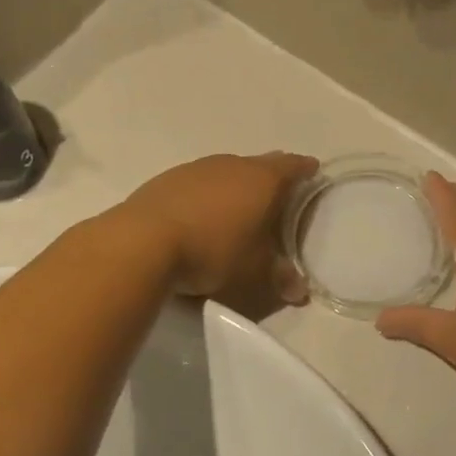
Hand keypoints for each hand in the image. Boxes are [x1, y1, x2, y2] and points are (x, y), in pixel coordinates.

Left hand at [120, 153, 319, 312]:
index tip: (312, 171)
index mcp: (261, 180)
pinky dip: (207, 193)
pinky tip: (201, 214)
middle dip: (272, 176)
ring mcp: (196, 168)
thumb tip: (299, 291)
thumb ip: (279, 277)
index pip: (292, 166)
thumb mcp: (252, 273)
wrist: (143, 242)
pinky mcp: (167, 179)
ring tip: (239, 206)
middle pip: (259, 164)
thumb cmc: (213, 252)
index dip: (305, 169)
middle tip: (279, 193)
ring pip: (227, 170)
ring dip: (236, 184)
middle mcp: (231, 165)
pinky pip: (198, 181)